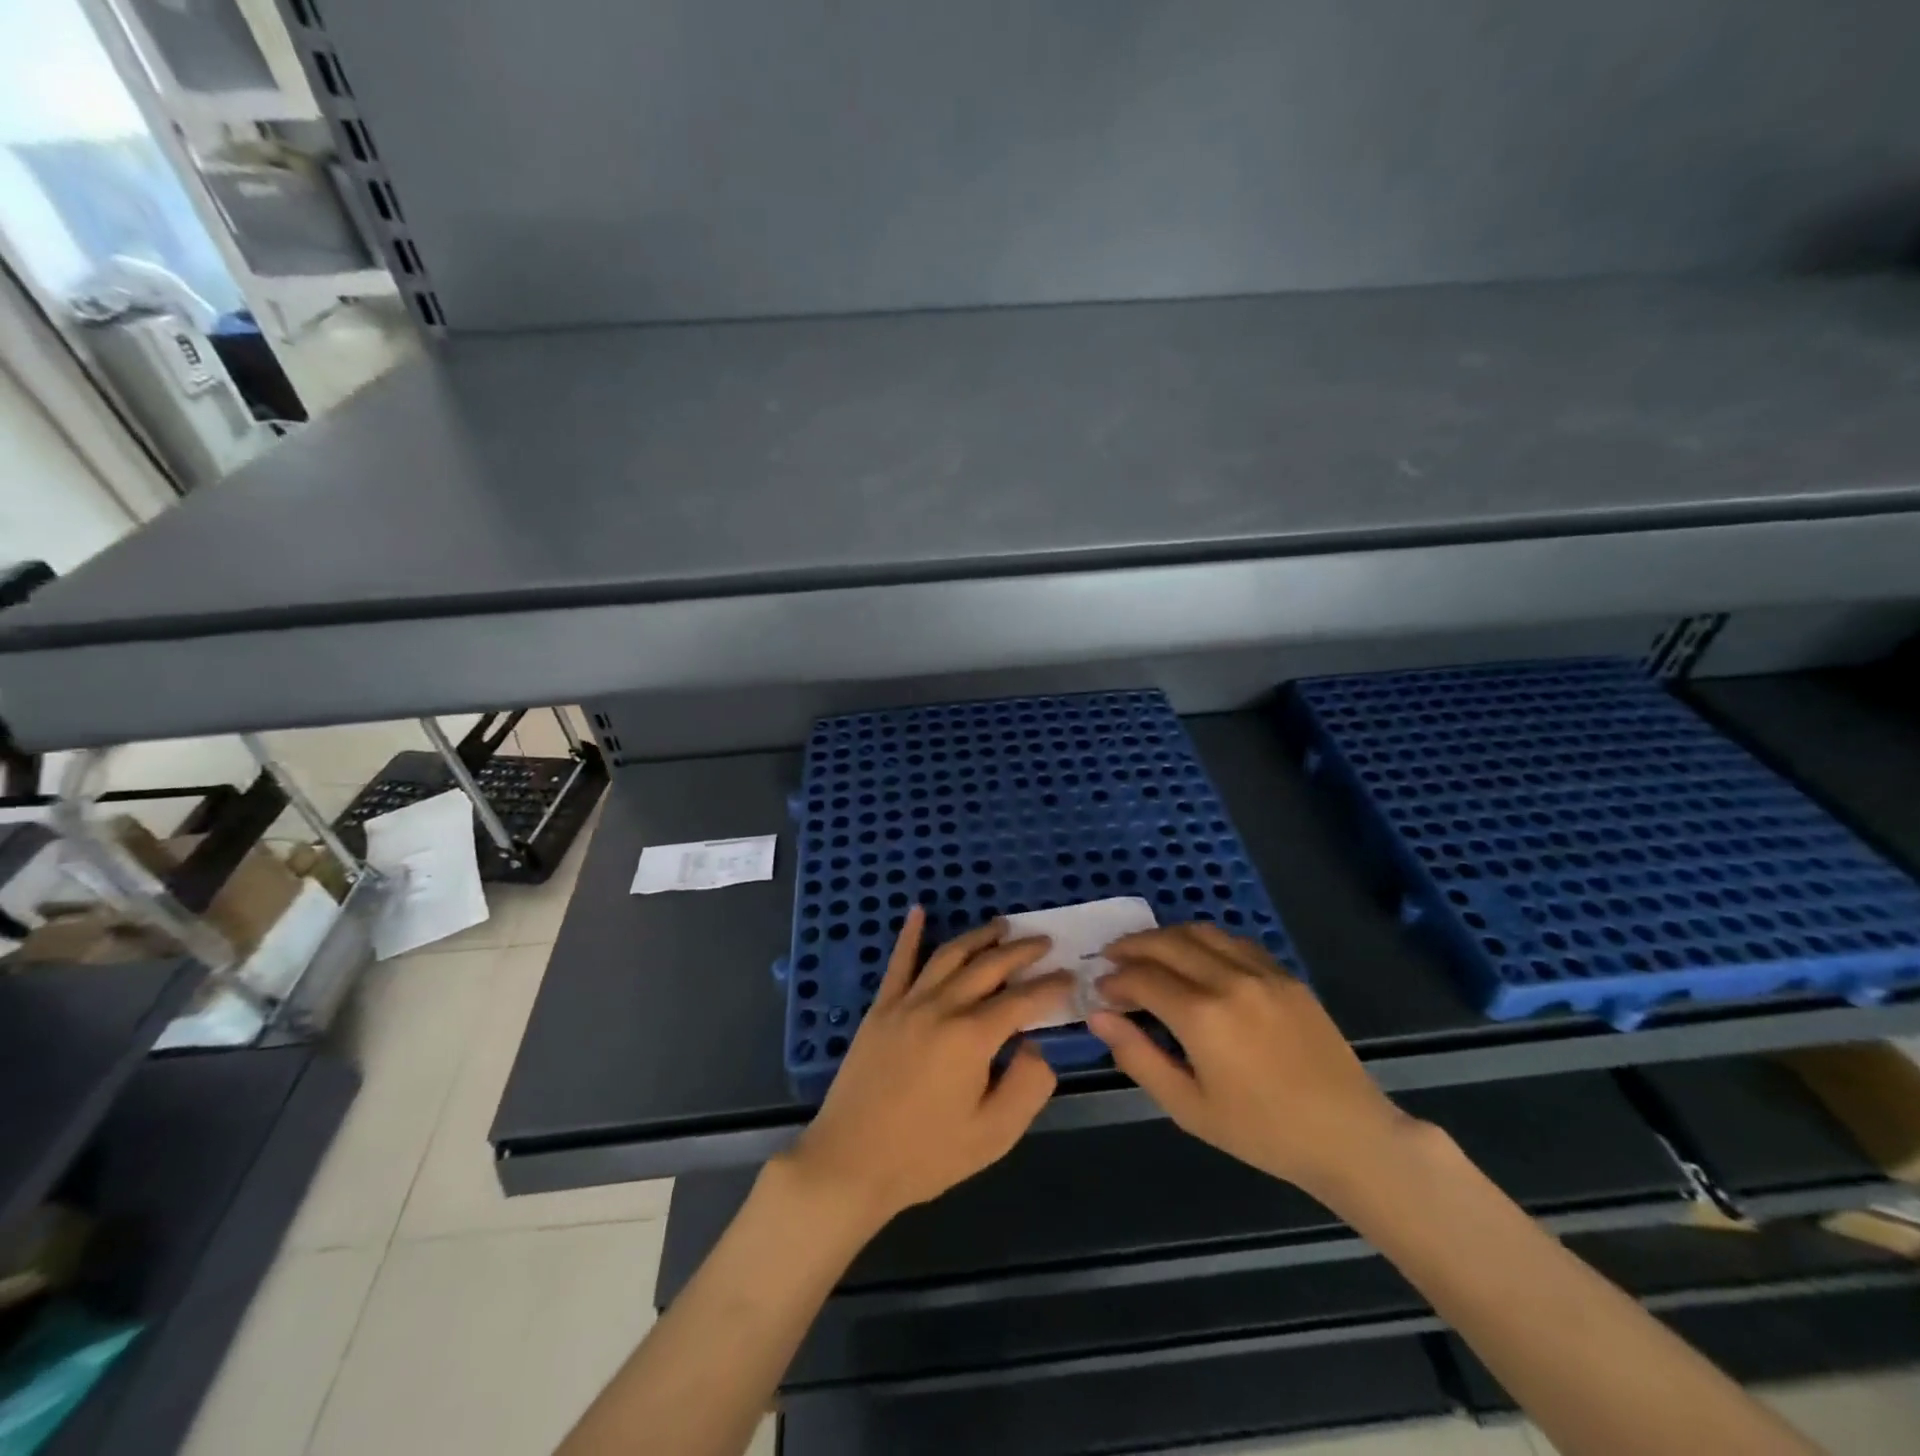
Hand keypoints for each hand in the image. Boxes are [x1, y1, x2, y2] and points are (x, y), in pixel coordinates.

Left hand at [785, 906, 1070, 1224]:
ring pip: (949, 955)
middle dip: (1021, 951)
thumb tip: (1035, 1045)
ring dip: (979, 937)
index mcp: (972, 1037)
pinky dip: (910, 934)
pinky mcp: (880, 1009)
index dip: (1051, 986)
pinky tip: (918, 911)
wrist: (850, 1162)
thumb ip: (1027, 1085)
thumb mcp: (993, 1135)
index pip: (1022, 1000)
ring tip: (1002, 926)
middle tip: (1044, 942)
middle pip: (989, 966)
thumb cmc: (926, 1155)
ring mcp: (906, 1003)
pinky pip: (899, 962)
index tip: (1071, 977)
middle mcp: (941, 1007)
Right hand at [1088, 923, 1414, 1200]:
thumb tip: (1098, 1015)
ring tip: (1147, 952)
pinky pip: (1233, 941)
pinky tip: (1195, 958)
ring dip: (1165, 936)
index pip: (1141, 978)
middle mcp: (1228, 980)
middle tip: (1112, 960)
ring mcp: (1261, 972)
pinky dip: (1203, 940)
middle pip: (1165, 943)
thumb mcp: (1188, 1107)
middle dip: (1131, 947)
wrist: (1348, 1136)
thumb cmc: (1262, 1131)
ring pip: (1199, 932)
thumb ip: (1138, 1056)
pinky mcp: (1284, 974)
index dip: (1114, 980)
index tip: (1100, 991)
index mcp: (1202, 1016)